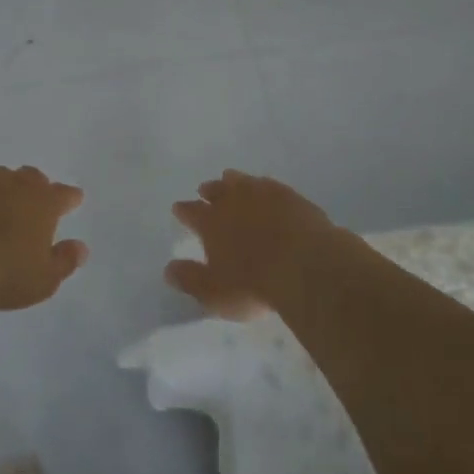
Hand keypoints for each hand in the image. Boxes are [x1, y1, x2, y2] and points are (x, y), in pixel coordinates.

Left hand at [0, 166, 88, 311]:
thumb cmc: (2, 274)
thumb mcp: (43, 281)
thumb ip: (64, 261)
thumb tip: (81, 248)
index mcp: (42, 203)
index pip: (63, 194)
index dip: (69, 197)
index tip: (74, 199)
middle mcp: (13, 184)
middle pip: (30, 177)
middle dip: (34, 188)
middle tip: (32, 204)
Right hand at [166, 170, 341, 319]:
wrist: (306, 266)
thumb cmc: (254, 285)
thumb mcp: (214, 293)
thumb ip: (190, 279)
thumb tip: (168, 269)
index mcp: (211, 222)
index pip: (191, 212)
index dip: (184, 211)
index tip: (178, 208)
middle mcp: (233, 201)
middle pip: (216, 190)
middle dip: (208, 191)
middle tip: (204, 190)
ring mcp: (263, 194)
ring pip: (242, 181)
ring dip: (234, 181)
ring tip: (231, 179)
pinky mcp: (290, 196)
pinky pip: (270, 185)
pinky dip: (263, 185)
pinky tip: (266, 188)